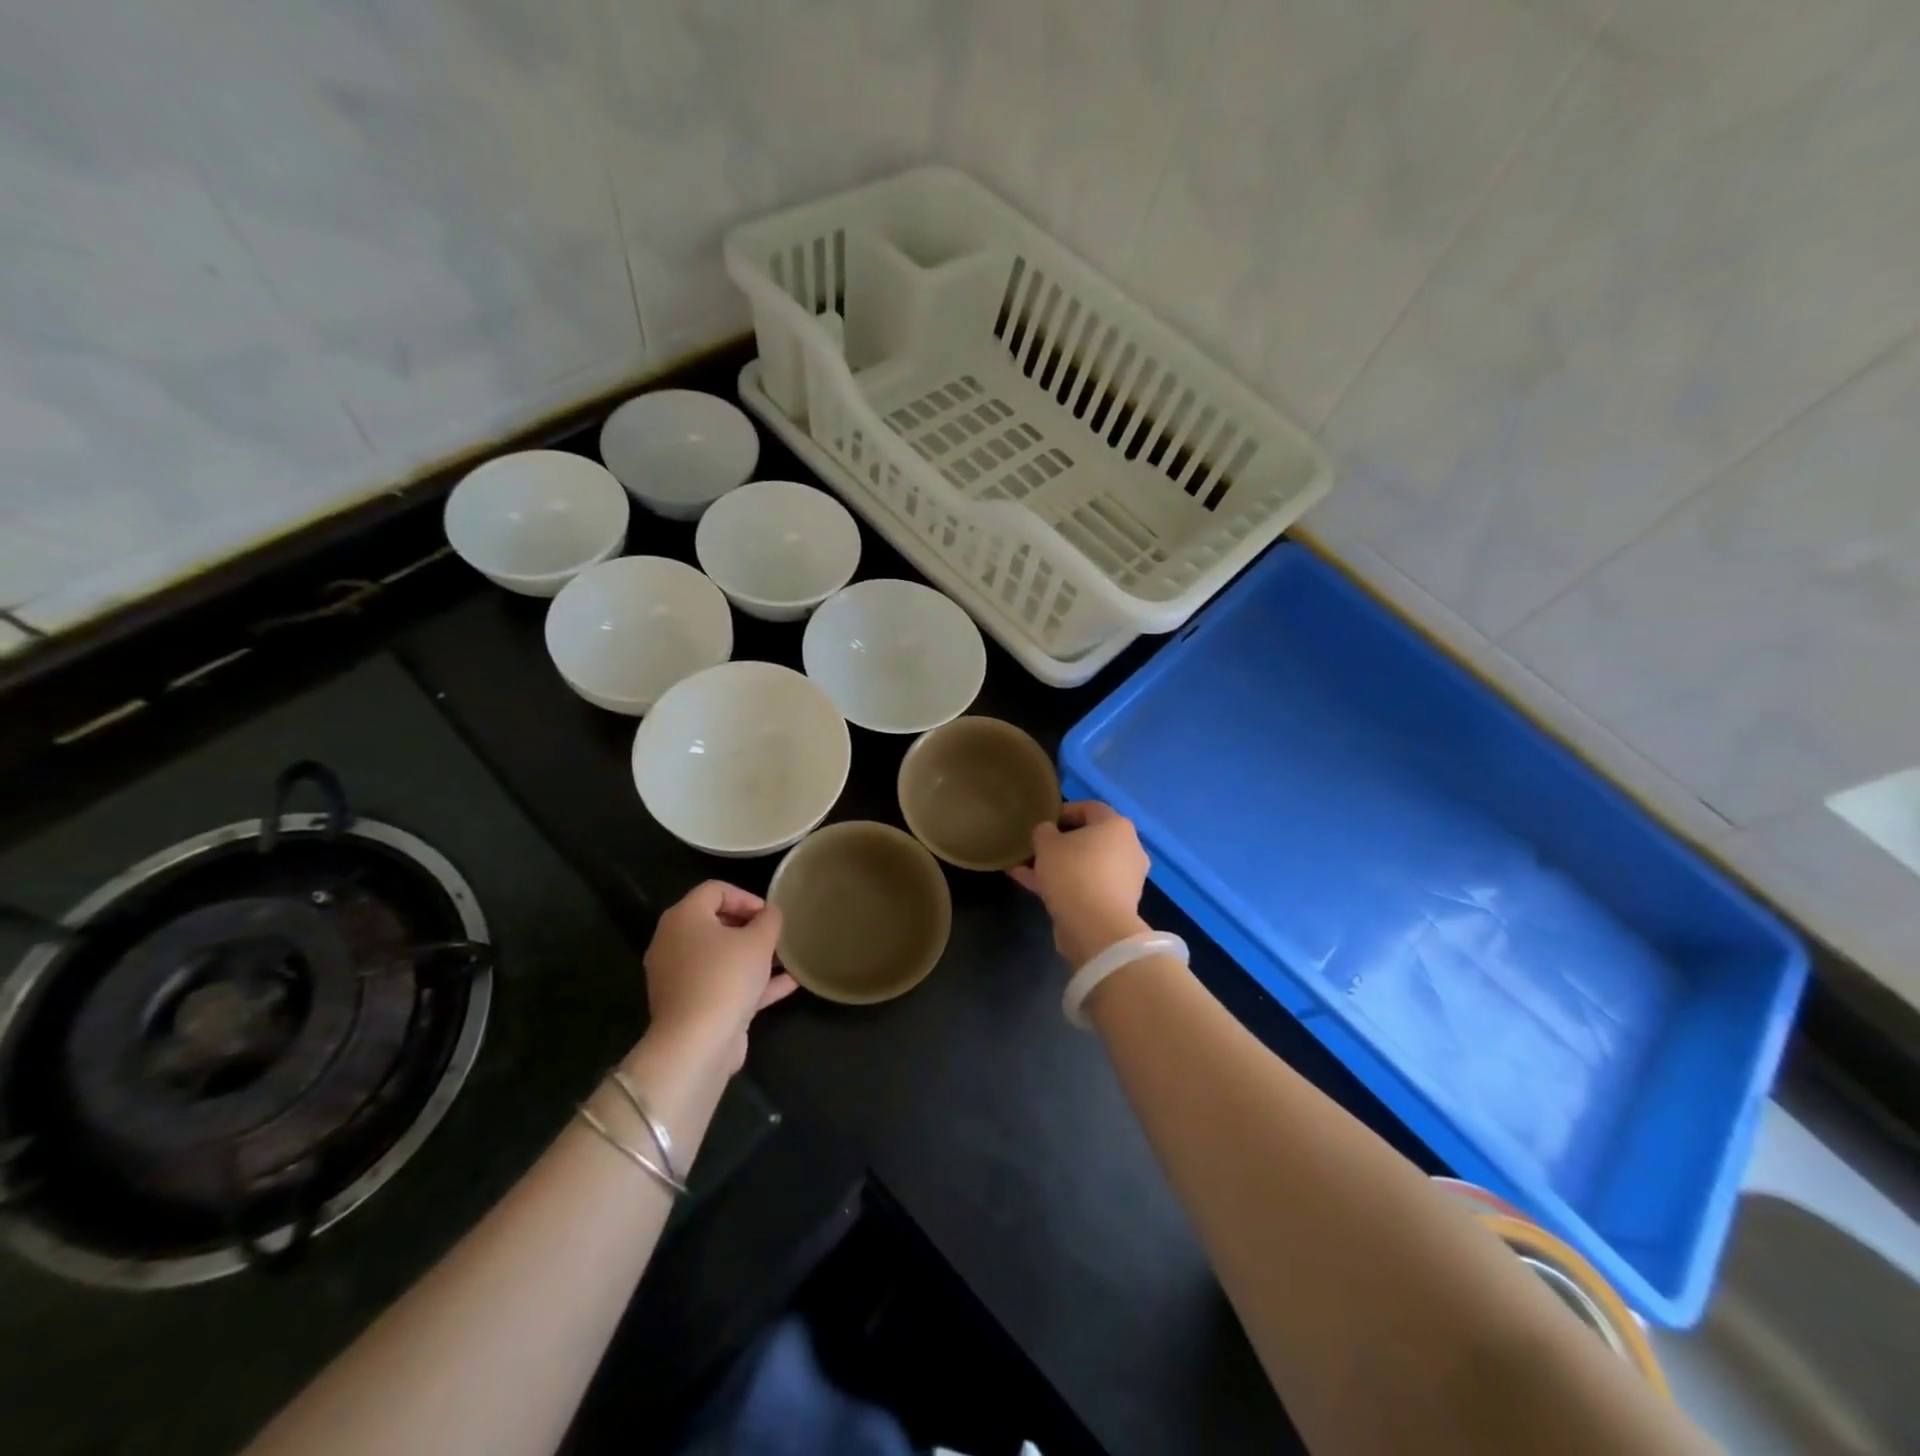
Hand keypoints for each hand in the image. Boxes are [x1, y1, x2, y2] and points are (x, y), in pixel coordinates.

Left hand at [641, 881, 795, 1071]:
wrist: (697, 1043)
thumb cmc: (726, 977)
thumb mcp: (759, 940)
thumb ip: (770, 920)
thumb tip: (770, 914)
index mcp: (683, 918)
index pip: (715, 890)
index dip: (746, 897)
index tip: (769, 915)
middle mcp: (673, 943)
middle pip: (715, 923)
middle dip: (750, 927)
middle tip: (776, 936)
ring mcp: (679, 977)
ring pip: (720, 957)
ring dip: (753, 956)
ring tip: (785, 959)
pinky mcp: (690, 1006)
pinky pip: (722, 984)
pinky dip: (750, 982)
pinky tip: (787, 984)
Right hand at [1008, 801, 1150, 966]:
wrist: (1096, 929)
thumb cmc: (1073, 873)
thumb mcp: (1047, 844)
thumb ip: (1044, 831)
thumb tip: (1048, 833)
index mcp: (1117, 826)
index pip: (1089, 808)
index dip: (1063, 811)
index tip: (1041, 822)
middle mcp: (1128, 848)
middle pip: (1089, 838)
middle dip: (1059, 843)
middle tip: (1034, 848)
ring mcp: (1125, 878)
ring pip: (1085, 865)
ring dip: (1057, 866)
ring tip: (1025, 869)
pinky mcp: (1116, 903)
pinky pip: (1086, 886)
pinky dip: (1064, 884)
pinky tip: (1033, 887)